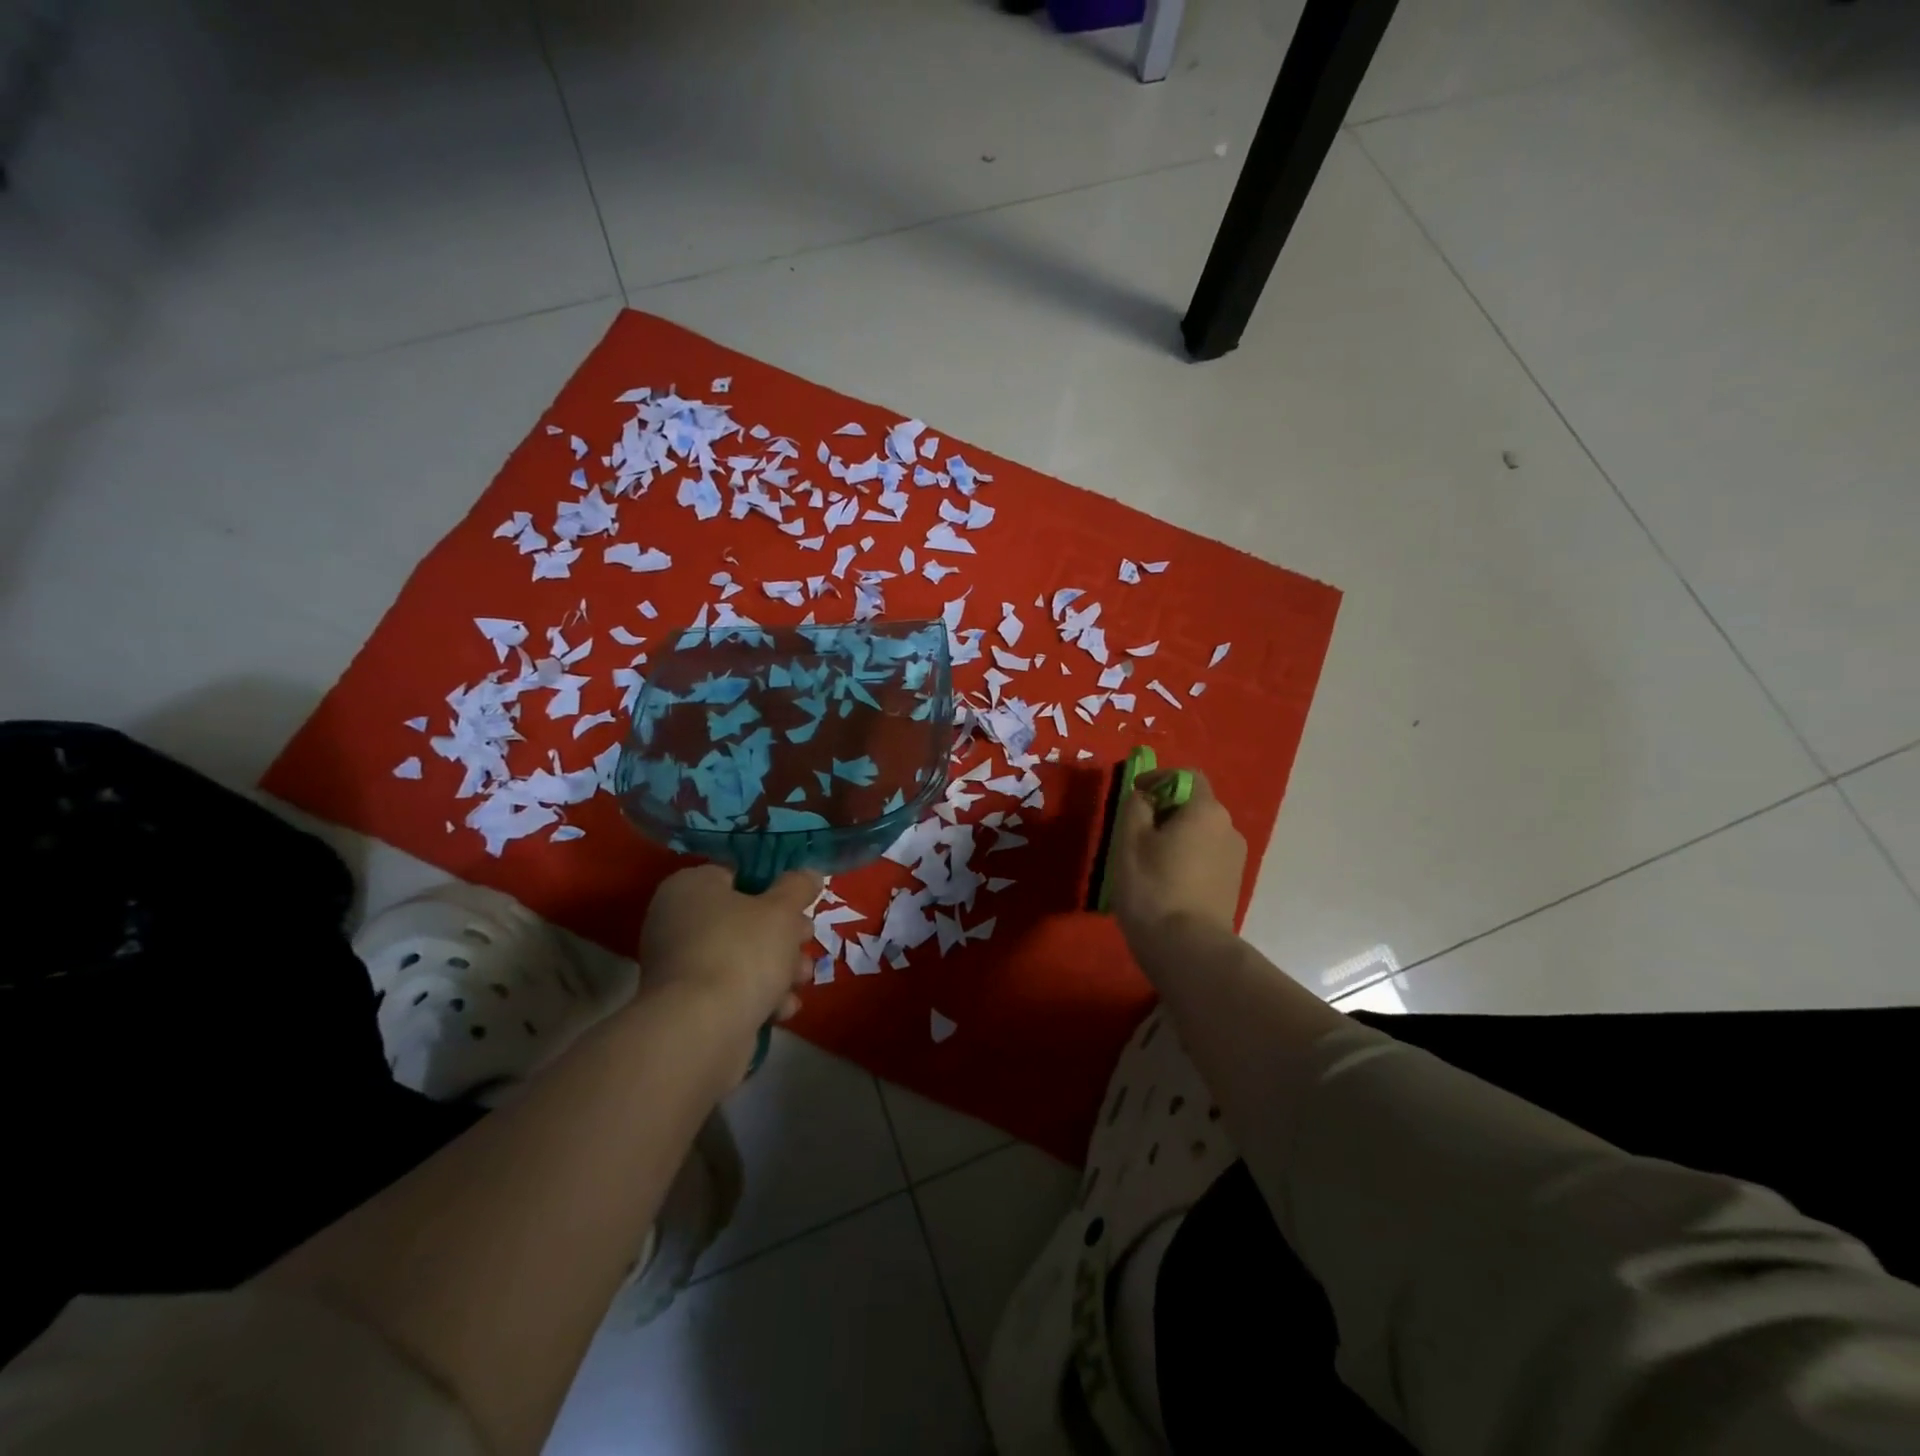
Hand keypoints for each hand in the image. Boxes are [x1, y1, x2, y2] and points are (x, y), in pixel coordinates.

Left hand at [637, 865, 820, 1036]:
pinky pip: (730, 990)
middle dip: (782, 934)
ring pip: (741, 957)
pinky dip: (757, 997)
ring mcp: (679, 967)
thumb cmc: (742, 951)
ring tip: (802, 979)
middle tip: (806, 940)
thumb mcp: (782, 910)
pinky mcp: (688, 1006)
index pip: (735, 875)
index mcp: (690, 887)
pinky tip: (782, 1008)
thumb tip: (808, 874)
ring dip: (778, 968)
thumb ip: (798, 887)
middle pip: (743, 919)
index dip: (772, 888)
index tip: (798, 904)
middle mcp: (677, 922)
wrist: (703, 1030)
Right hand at [1110, 768, 1246, 954]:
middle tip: (1134, 830)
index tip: (1133, 794)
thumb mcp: (1130, 839)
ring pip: (1200, 835)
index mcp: (1207, 810)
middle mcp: (1229, 829)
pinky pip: (1205, 859)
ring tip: (1147, 860)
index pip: (1186, 777)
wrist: (1187, 948)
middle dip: (1165, 811)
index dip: (1158, 779)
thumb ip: (1135, 806)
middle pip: (1195, 806)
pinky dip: (1185, 860)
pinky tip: (1164, 882)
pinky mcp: (1232, 886)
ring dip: (1175, 837)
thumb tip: (1144, 797)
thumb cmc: (1153, 886)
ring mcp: (1235, 860)